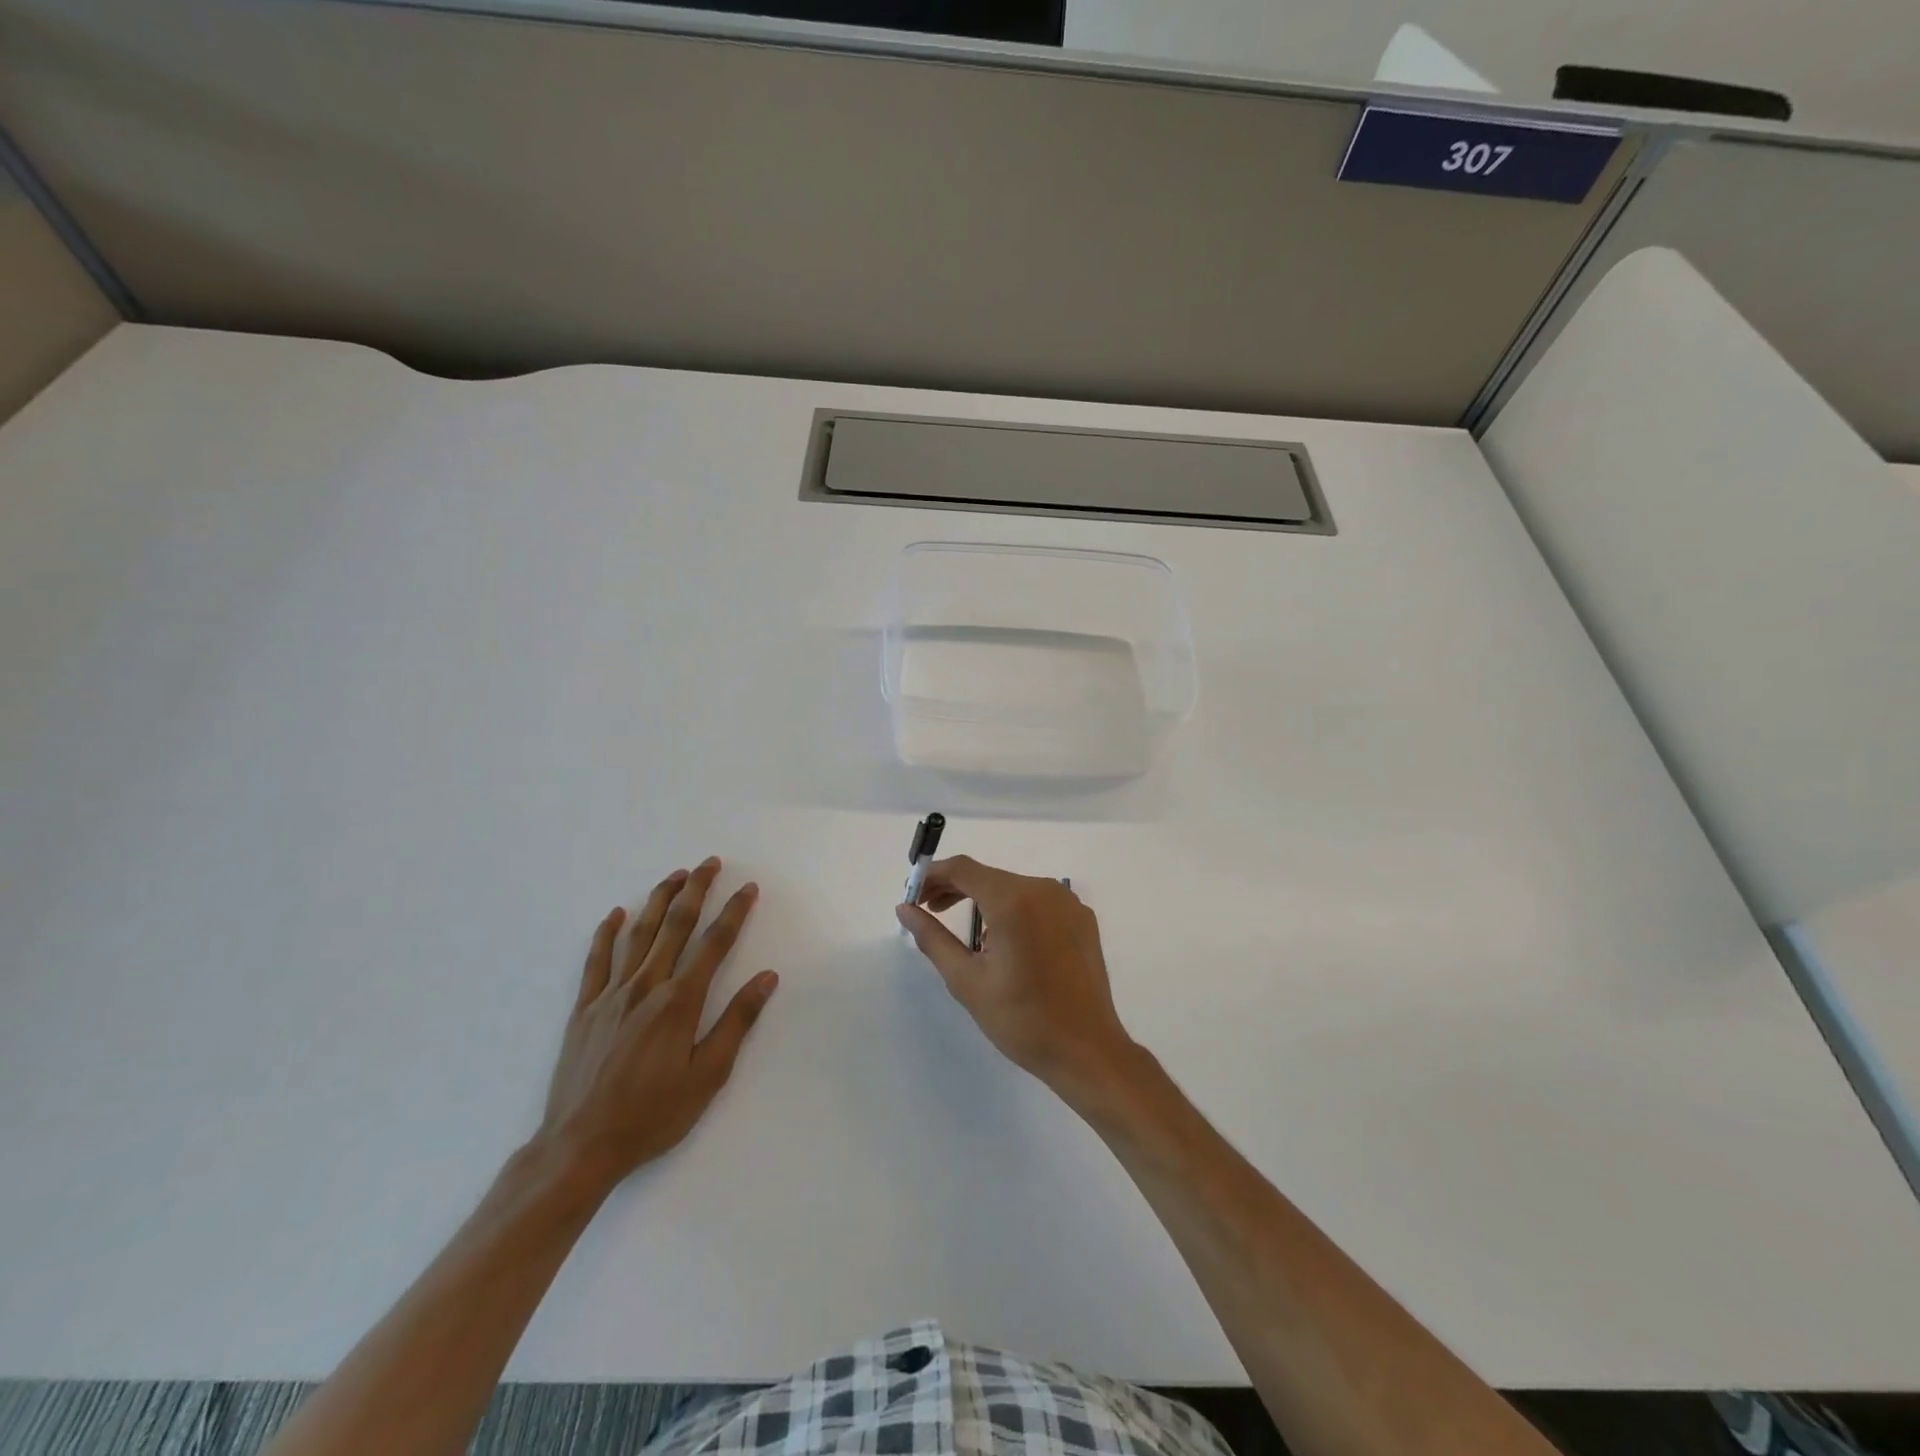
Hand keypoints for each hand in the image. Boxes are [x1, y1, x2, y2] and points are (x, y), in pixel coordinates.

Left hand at [535, 857, 777, 1195]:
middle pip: (676, 926)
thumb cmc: (653, 1115)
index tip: (748, 888)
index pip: (714, 944)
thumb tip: (767, 978)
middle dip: (696, 890)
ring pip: (639, 934)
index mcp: (679, 1002)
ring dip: (659, 900)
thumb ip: (737, 1021)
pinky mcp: (584, 1009)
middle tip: (710, 863)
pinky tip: (616, 914)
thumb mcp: (708, 1075)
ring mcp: (611, 995)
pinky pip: (596, 960)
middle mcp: (646, 987)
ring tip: (675, 875)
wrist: (581, 1147)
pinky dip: (606, 933)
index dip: (734, 912)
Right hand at [895, 856, 1137, 1100]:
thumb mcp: (967, 980)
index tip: (913, 895)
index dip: (933, 875)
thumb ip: (932, 938)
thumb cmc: (1022, 1020)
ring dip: (984, 900)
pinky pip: (1038, 902)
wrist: (1087, 1051)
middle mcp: (1044, 889)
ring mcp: (1067, 902)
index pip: (963, 869)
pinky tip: (1006, 943)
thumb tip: (904, 909)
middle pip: (989, 876)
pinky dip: (1014, 911)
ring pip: (1014, 888)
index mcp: (1014, 901)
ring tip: (967, 934)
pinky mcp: (1082, 918)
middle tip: (928, 911)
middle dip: (955, 889)